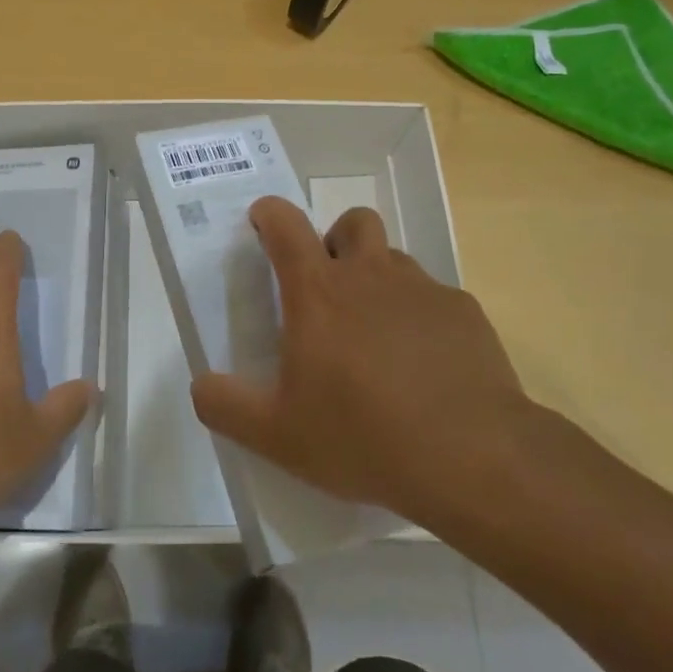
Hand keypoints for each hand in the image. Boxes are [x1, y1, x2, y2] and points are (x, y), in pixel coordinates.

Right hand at [189, 197, 541, 526]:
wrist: (472, 457)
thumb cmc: (362, 436)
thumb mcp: (276, 434)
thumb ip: (225, 405)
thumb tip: (200, 385)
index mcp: (317, 292)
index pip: (285, 225)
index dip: (269, 215)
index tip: (263, 223)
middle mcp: (369, 275)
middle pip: (352, 223)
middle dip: (335, 241)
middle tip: (328, 288)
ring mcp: (422, 289)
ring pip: (395, 259)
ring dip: (378, 279)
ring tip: (376, 335)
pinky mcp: (464, 313)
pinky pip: (435, 298)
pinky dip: (421, 318)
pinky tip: (425, 366)